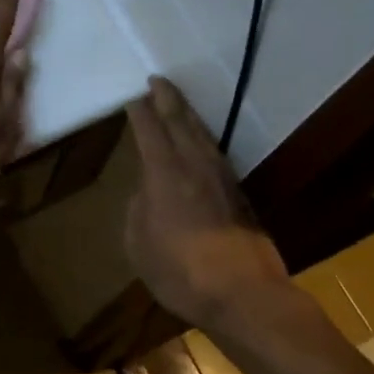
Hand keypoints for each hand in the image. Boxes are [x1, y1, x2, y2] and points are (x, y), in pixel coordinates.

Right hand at [125, 77, 289, 328]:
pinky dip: (204, 139)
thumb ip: (138, 210)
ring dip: (188, 115)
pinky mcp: (239, 193)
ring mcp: (221, 177)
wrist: (242, 293)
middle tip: (158, 81)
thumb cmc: (179, 271)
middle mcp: (194, 166)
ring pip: (203, 135)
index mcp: (164, 174)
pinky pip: (216, 153)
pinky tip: (201, 143)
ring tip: (178, 104)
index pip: (149, 130)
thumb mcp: (138, 244)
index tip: (132, 97)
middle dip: (167, 99)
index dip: (140, 111)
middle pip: (180, 122)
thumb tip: (147, 192)